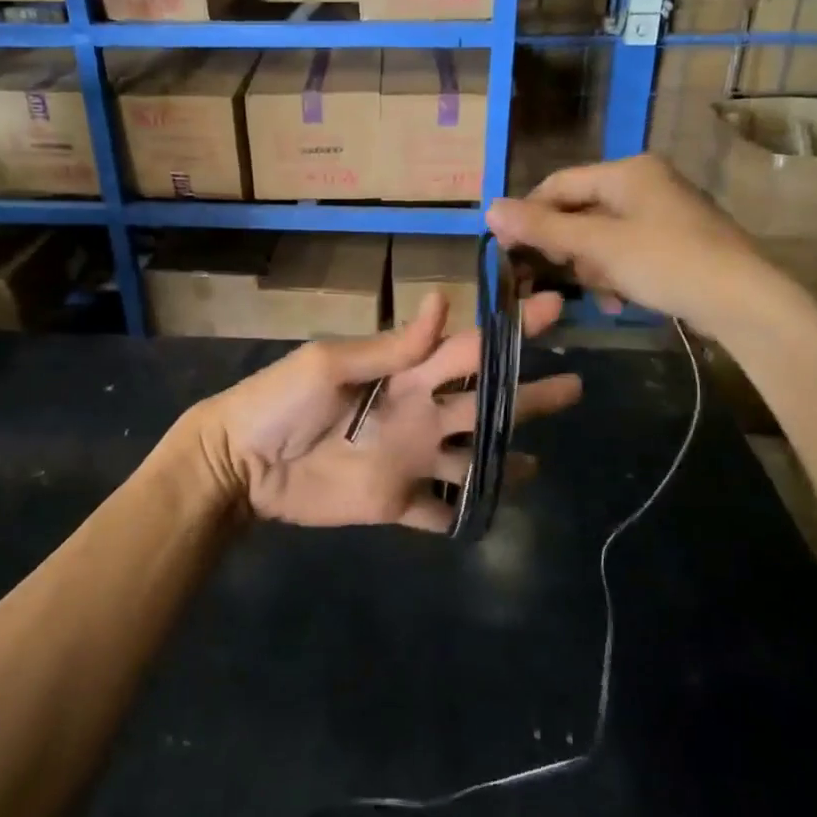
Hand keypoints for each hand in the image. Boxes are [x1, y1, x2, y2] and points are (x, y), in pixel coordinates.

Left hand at [190, 291, 580, 530]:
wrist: (241, 464)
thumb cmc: (280, 402)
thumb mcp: (330, 364)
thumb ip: (390, 347)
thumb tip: (441, 302)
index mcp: (404, 375)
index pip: (468, 348)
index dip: (509, 331)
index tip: (551, 306)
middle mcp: (417, 413)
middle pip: (484, 403)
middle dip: (527, 394)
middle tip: (575, 387)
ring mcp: (409, 460)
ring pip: (472, 458)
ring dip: (506, 460)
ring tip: (541, 463)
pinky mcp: (395, 502)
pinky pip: (439, 511)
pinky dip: (465, 514)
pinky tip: (494, 514)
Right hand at [486, 153, 786, 334]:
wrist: (744, 301)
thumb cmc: (667, 261)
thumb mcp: (598, 245)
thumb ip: (543, 228)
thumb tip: (489, 209)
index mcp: (628, 171)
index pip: (559, 183)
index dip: (529, 214)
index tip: (508, 249)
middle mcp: (645, 183)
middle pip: (580, 211)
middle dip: (567, 247)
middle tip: (557, 276)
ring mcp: (663, 214)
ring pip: (602, 237)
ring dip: (592, 267)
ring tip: (601, 294)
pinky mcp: (675, 243)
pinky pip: (627, 252)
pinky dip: (616, 274)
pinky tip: (619, 301)